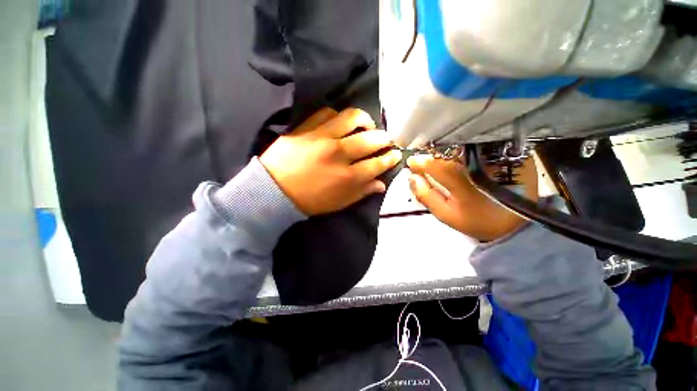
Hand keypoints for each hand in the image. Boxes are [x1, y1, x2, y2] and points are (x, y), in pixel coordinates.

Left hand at [260, 108, 401, 215]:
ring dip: (365, 120)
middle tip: (385, 139)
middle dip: (384, 138)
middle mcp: (339, 154)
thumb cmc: (310, 201)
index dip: (390, 158)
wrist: (274, 191)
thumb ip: (361, 192)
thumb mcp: (339, 203)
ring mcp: (322, 138)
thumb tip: (381, 184)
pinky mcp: (306, 128)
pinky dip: (338, 116)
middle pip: (370, 139)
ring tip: (367, 125)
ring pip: (351, 118)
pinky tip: (340, 123)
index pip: (377, 163)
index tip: (395, 154)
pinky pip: (327, 113)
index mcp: (348, 177)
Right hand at [407, 155, 537, 240]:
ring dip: (447, 149)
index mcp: (462, 181)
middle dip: (432, 153)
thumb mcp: (446, 215)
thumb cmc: (477, 220)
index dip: (420, 162)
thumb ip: (426, 196)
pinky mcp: (509, 151)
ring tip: (438, 156)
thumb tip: (412, 177)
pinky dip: (464, 147)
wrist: (516, 223)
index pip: (435, 164)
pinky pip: (480, 143)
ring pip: (463, 144)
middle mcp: (479, 163)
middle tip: (424, 159)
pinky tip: (457, 153)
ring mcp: (496, 155)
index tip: (411, 162)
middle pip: (449, 150)